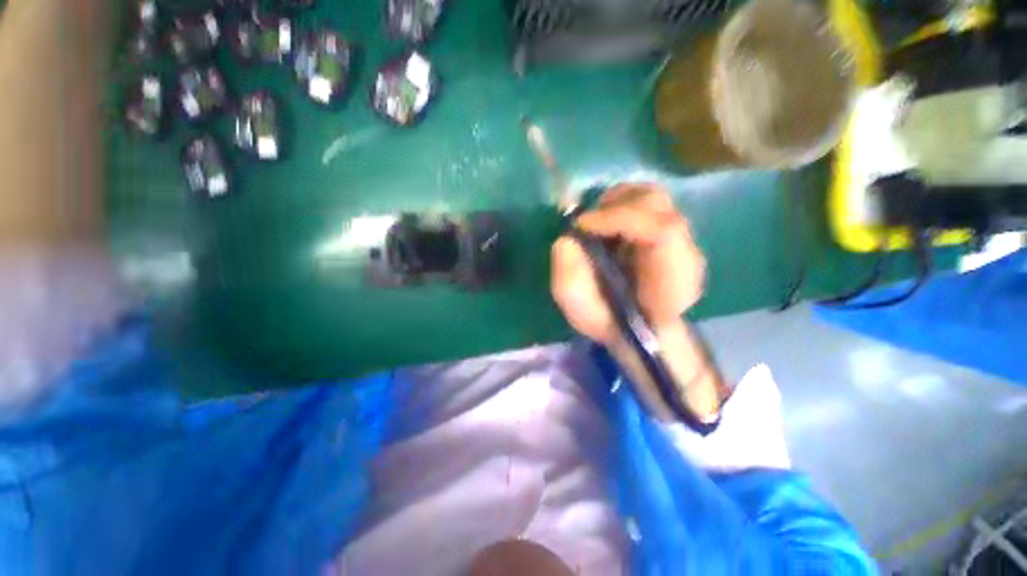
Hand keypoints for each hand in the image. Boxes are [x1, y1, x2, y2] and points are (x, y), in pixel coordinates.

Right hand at [551, 183, 705, 344]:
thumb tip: (567, 240)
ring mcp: (683, 241)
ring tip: (595, 221)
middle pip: (660, 207)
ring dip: (617, 202)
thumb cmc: (611, 324)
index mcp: (672, 284)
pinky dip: (622, 204)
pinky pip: (649, 204)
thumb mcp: (581, 312)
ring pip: (655, 199)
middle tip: (586, 224)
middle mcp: (686, 256)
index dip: (618, 219)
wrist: (639, 329)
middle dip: (614, 208)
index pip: (662, 232)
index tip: (581, 226)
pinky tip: (607, 222)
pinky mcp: (672, 233)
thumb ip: (570, 280)